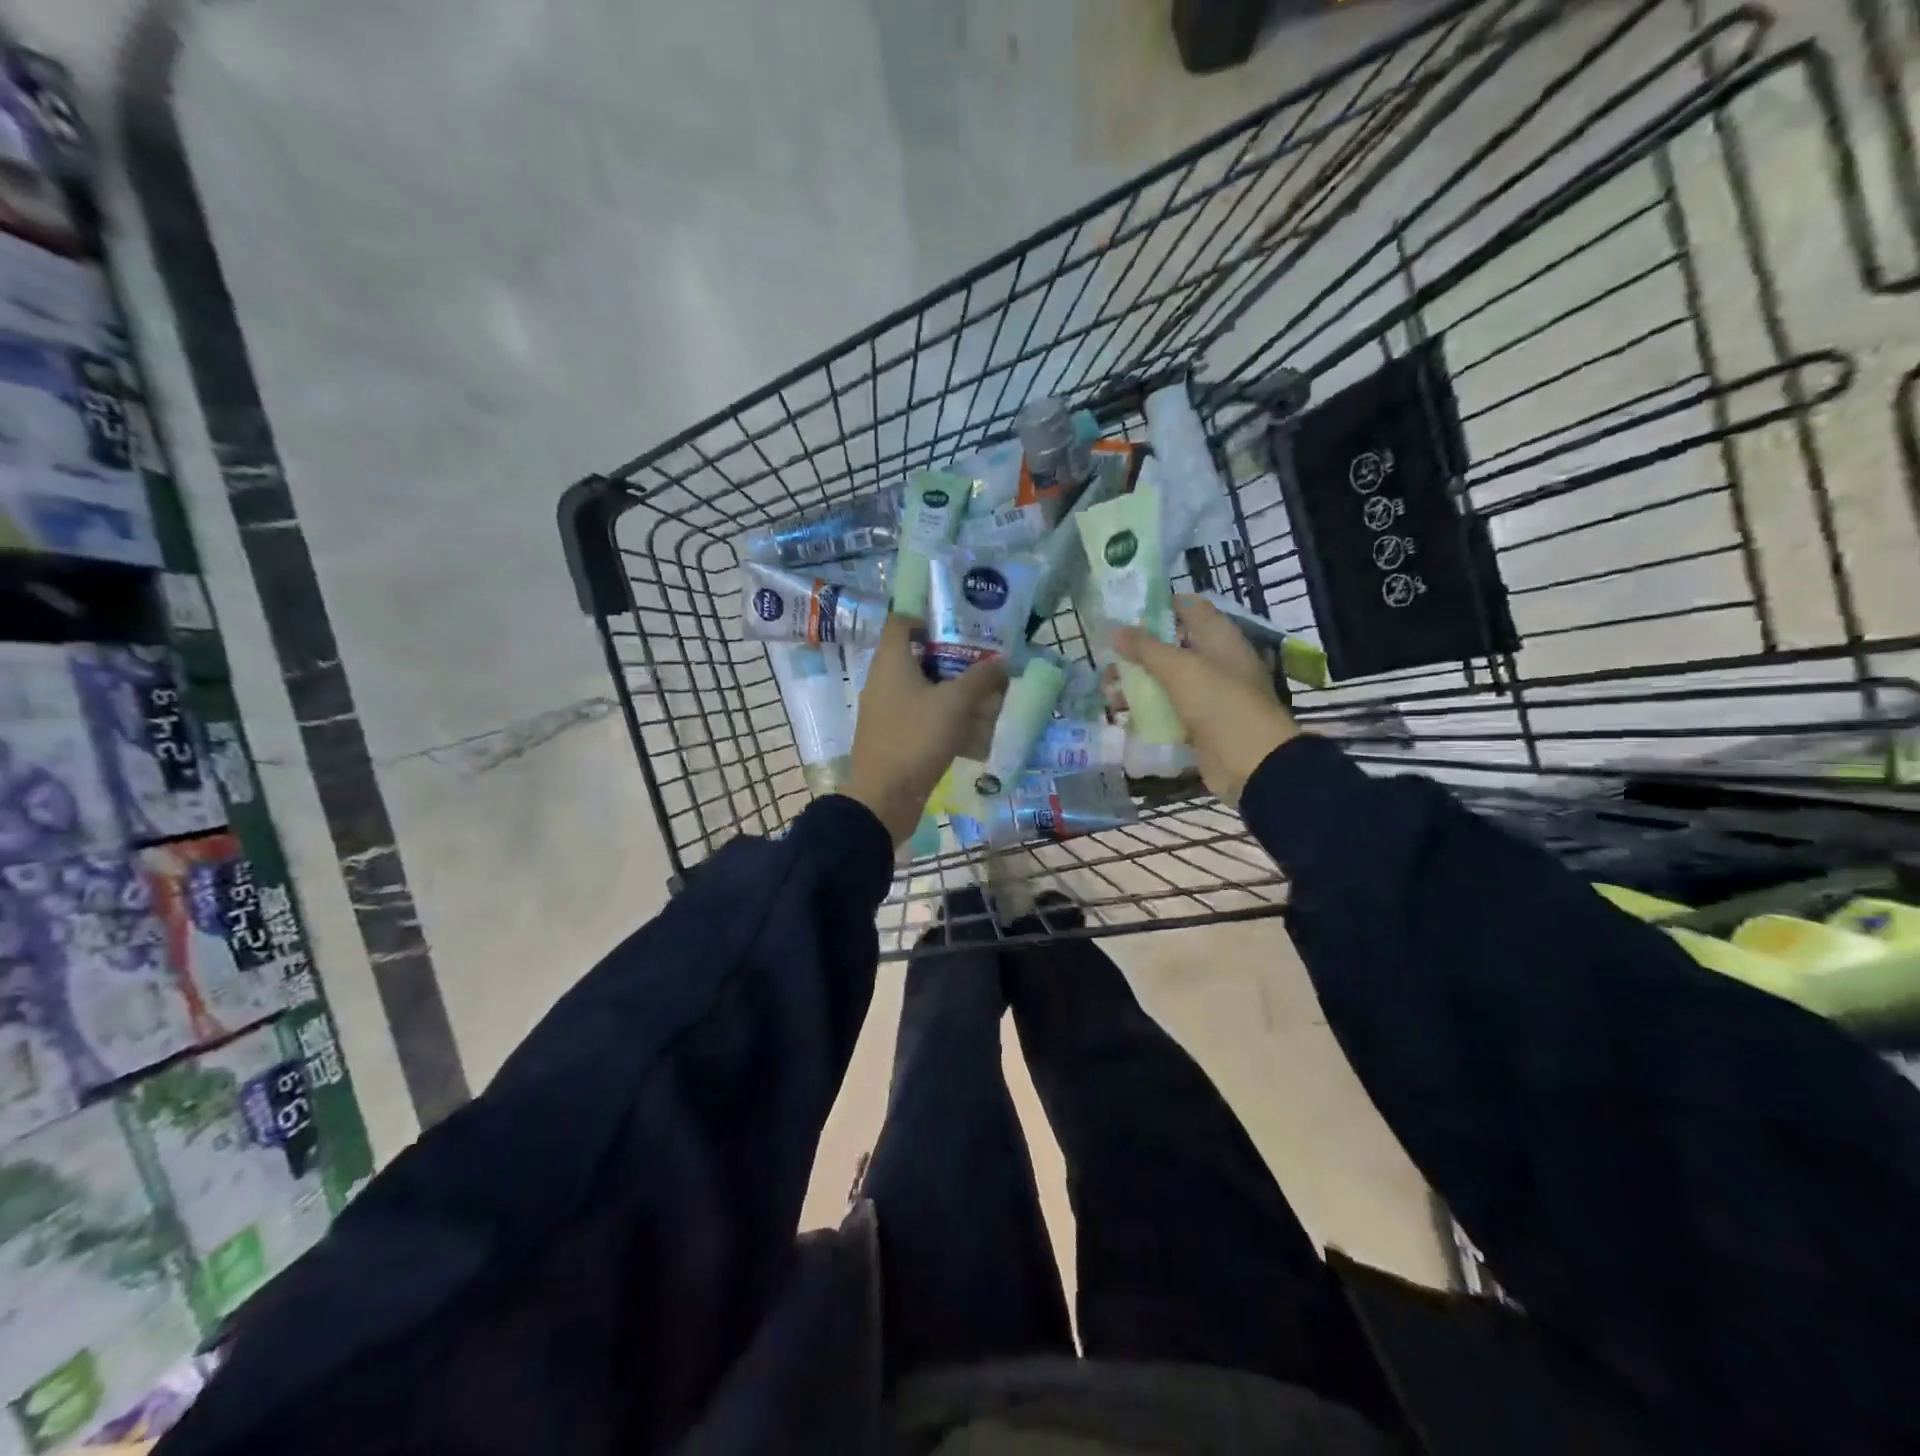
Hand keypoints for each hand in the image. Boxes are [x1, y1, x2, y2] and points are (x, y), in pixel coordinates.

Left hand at [845, 614, 1007, 844]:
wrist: (883, 798)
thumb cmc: (915, 738)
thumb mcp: (955, 704)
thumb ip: (981, 678)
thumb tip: (1003, 660)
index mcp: (891, 662)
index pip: (902, 621)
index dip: (928, 617)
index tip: (961, 626)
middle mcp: (884, 680)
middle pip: (919, 657)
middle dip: (954, 660)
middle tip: (986, 662)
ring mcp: (887, 711)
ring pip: (924, 690)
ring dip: (954, 692)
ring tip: (988, 697)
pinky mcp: (895, 737)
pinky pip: (923, 717)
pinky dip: (946, 719)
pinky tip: (975, 732)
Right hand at [1113, 595, 1299, 807]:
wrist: (1251, 763)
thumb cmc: (1219, 702)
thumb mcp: (1179, 668)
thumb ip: (1145, 647)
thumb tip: (1114, 629)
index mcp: (1219, 638)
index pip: (1190, 607)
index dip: (1159, 606)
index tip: (1125, 612)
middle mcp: (1215, 662)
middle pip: (1171, 647)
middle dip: (1137, 652)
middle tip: (1106, 658)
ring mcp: (1207, 696)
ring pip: (1165, 682)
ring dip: (1136, 685)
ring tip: (1107, 693)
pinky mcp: (1198, 725)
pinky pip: (1166, 712)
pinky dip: (1145, 713)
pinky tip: (1120, 717)